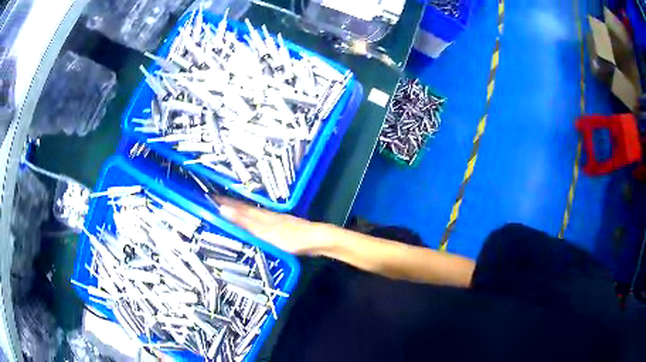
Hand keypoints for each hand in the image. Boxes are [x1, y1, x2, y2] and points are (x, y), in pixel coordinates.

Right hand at [215, 197, 332, 254]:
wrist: (316, 239)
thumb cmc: (290, 237)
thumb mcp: (264, 231)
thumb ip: (245, 222)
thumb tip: (223, 209)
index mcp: (260, 215)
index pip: (238, 206)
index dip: (224, 201)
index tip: (210, 196)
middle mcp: (266, 214)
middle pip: (244, 207)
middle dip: (230, 203)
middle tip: (215, 200)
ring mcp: (274, 220)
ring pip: (252, 213)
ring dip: (240, 210)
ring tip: (229, 208)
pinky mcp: (281, 227)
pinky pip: (261, 220)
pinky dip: (251, 218)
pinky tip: (253, 222)